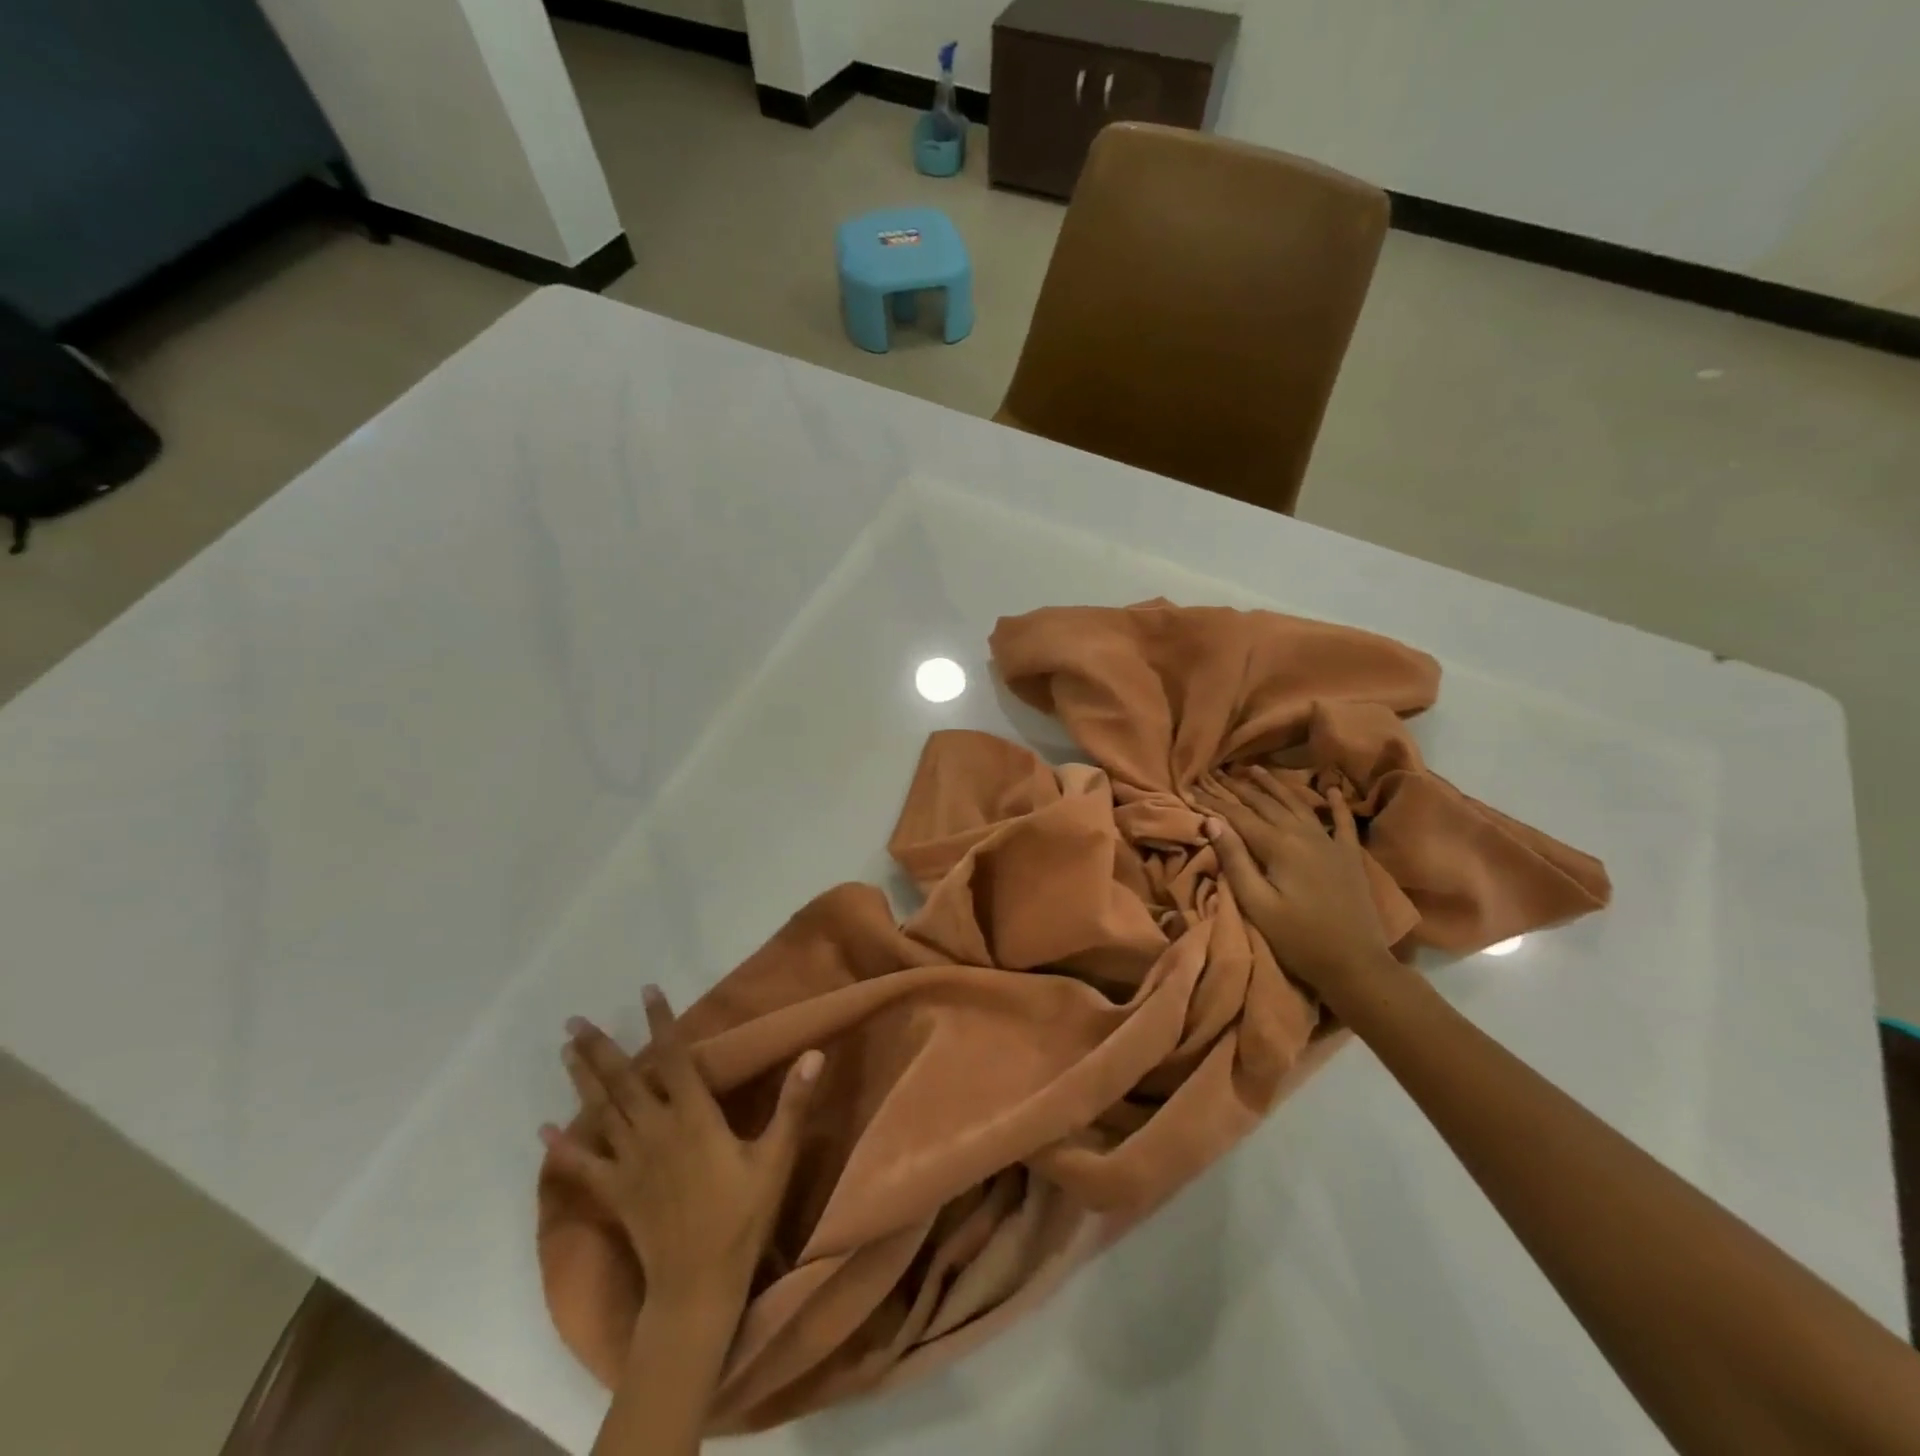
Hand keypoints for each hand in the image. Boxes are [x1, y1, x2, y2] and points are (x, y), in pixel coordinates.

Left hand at [542, 987, 822, 1313]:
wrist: (698, 1286)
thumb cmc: (742, 1217)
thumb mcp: (777, 1158)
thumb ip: (793, 1104)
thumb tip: (814, 1053)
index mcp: (695, 1117)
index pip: (675, 1058)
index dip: (661, 1023)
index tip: (647, 991)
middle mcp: (656, 1130)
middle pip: (625, 1081)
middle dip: (602, 1047)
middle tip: (575, 1020)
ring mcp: (630, 1162)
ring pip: (601, 1112)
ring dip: (582, 1079)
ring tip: (565, 1050)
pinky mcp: (616, 1192)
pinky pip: (583, 1166)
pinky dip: (562, 1148)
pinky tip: (543, 1132)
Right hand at [1193, 768, 1394, 1001]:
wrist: (1355, 964)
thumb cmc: (1298, 938)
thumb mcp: (1257, 904)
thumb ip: (1235, 861)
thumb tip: (1213, 823)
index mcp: (1279, 846)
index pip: (1239, 816)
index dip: (1215, 801)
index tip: (1194, 786)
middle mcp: (1304, 835)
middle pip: (1266, 804)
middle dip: (1239, 788)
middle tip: (1217, 773)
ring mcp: (1330, 843)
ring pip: (1297, 804)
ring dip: (1275, 785)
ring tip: (1255, 769)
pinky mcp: (1349, 856)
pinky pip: (1341, 822)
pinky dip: (1335, 804)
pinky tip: (1332, 789)